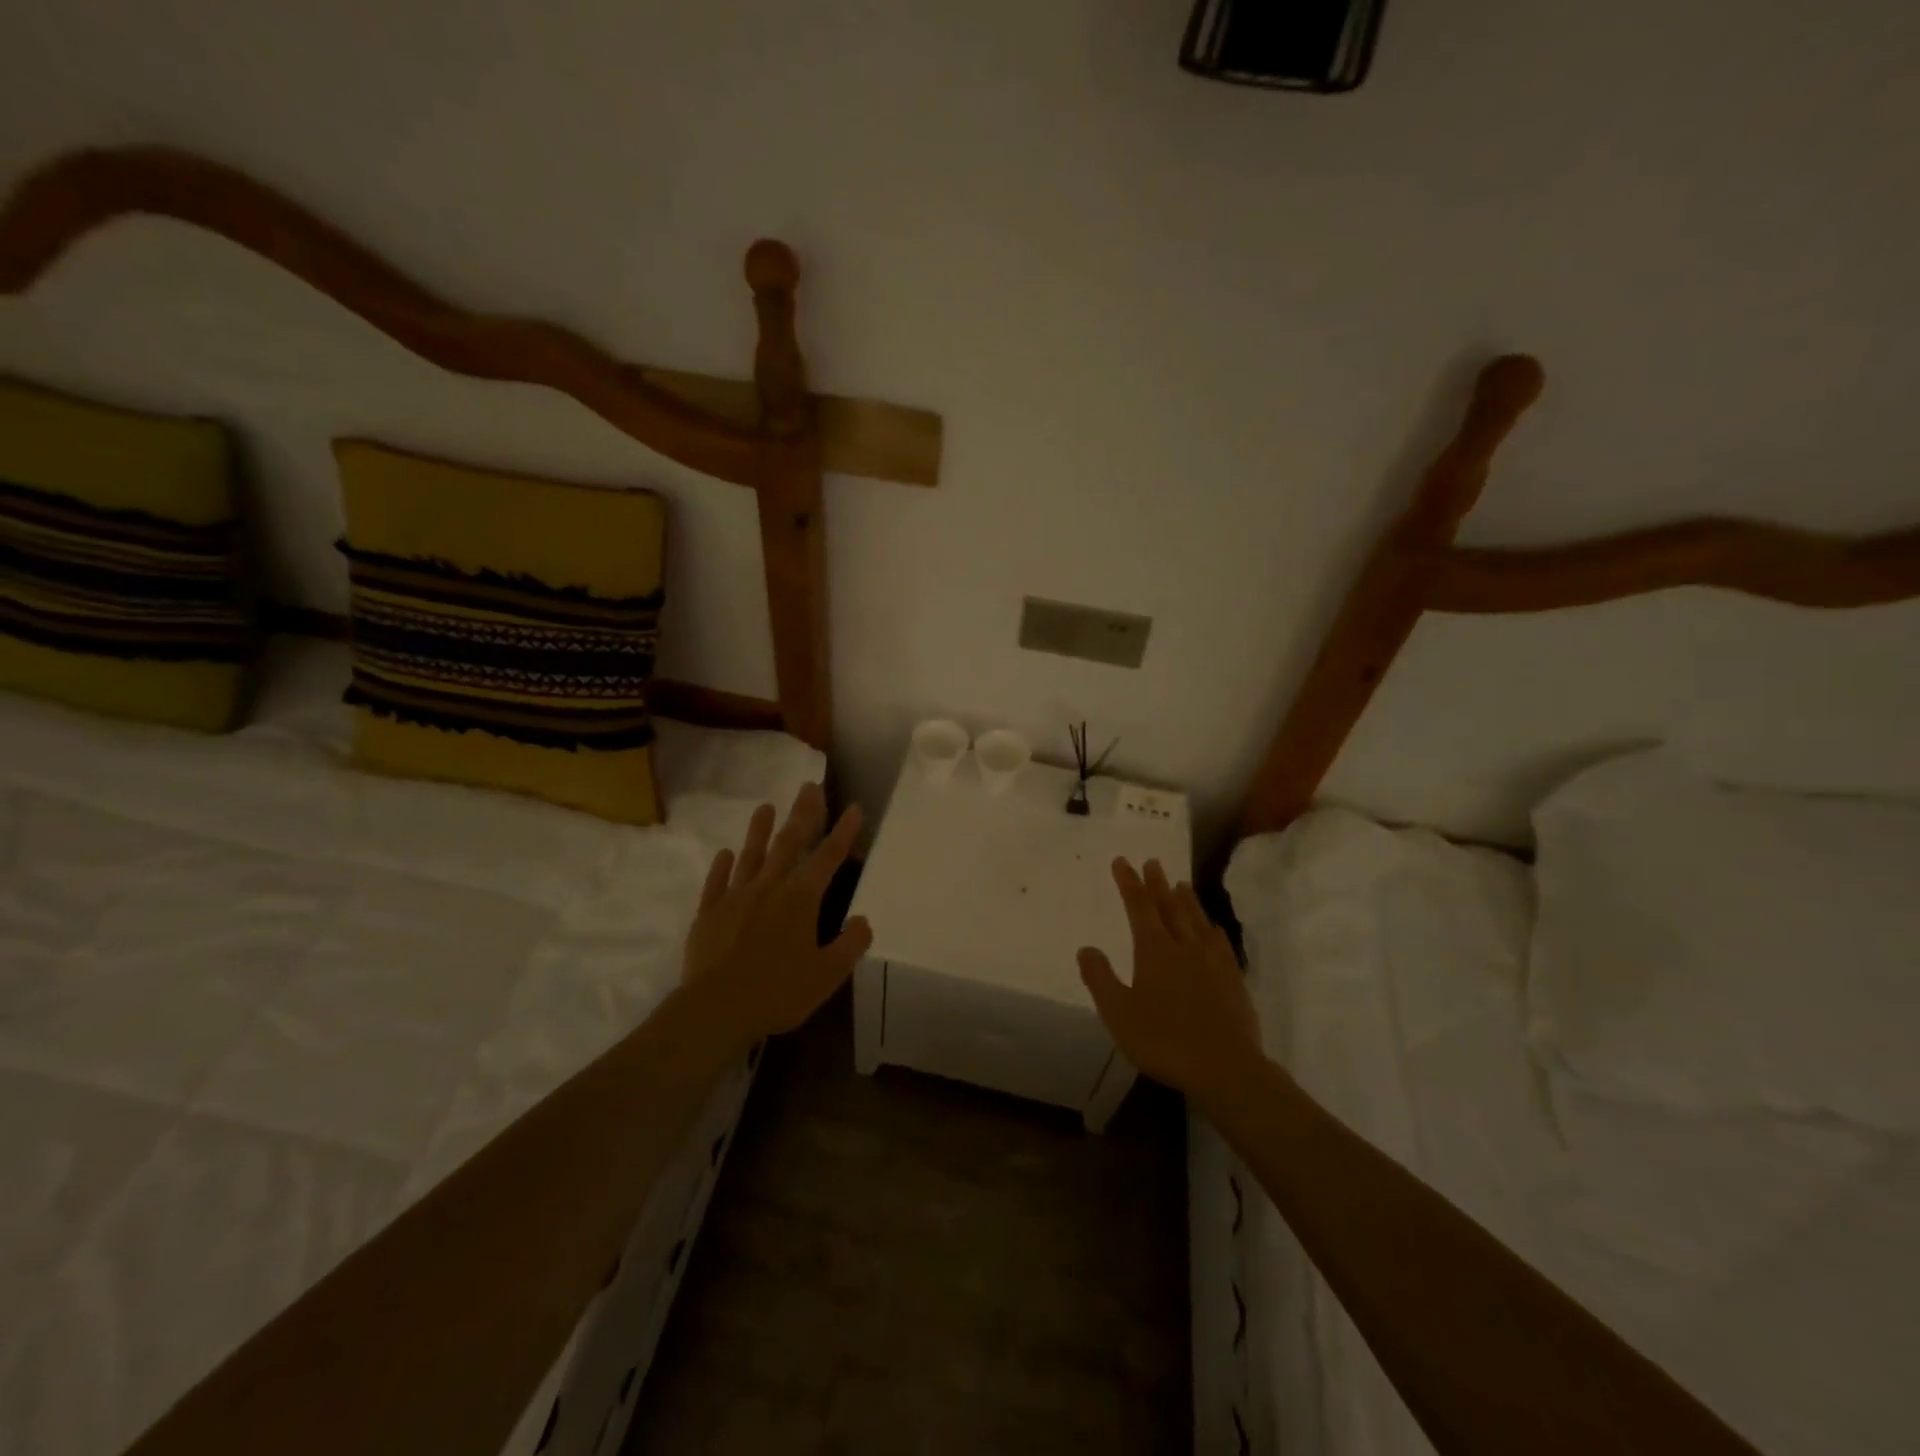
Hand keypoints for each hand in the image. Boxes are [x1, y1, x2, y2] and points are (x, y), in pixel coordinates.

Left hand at [682, 782, 872, 1045]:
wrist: (716, 1009)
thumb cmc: (778, 992)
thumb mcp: (828, 975)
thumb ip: (850, 944)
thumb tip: (863, 919)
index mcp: (801, 900)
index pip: (828, 858)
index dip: (843, 832)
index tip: (853, 807)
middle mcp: (769, 888)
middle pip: (788, 843)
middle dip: (802, 814)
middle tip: (808, 786)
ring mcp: (735, 898)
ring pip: (751, 855)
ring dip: (760, 830)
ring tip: (765, 806)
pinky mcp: (709, 914)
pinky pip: (717, 883)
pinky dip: (722, 866)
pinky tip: (725, 853)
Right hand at [1077, 858, 1260, 1095]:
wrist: (1225, 1067)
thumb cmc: (1164, 1040)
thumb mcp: (1118, 1013)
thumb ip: (1100, 978)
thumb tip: (1086, 948)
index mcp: (1154, 950)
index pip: (1139, 907)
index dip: (1129, 883)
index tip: (1122, 861)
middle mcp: (1184, 946)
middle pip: (1169, 907)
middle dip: (1157, 884)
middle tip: (1152, 862)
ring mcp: (1212, 961)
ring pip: (1197, 920)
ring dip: (1186, 900)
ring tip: (1180, 884)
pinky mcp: (1233, 979)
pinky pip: (1220, 943)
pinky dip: (1212, 929)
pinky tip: (1213, 928)